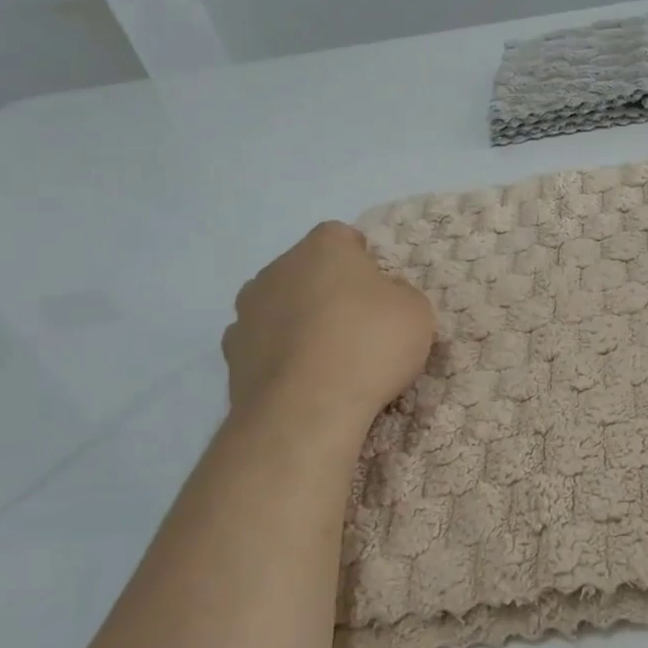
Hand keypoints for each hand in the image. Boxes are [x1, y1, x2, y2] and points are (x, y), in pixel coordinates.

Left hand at [222, 222, 435, 433]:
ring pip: (281, 306)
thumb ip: (400, 294)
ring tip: (329, 360)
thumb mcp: (416, 313)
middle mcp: (278, 268)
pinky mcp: (231, 354)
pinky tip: (302, 381)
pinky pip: (263, 345)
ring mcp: (247, 311)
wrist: (306, 409)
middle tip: (359, 327)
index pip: (344, 238)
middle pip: (308, 271)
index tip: (380, 293)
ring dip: (300, 322)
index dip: (364, 262)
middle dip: (329, 291)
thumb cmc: (370, 345)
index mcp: (323, 247)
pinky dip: (280, 356)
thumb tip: (382, 297)